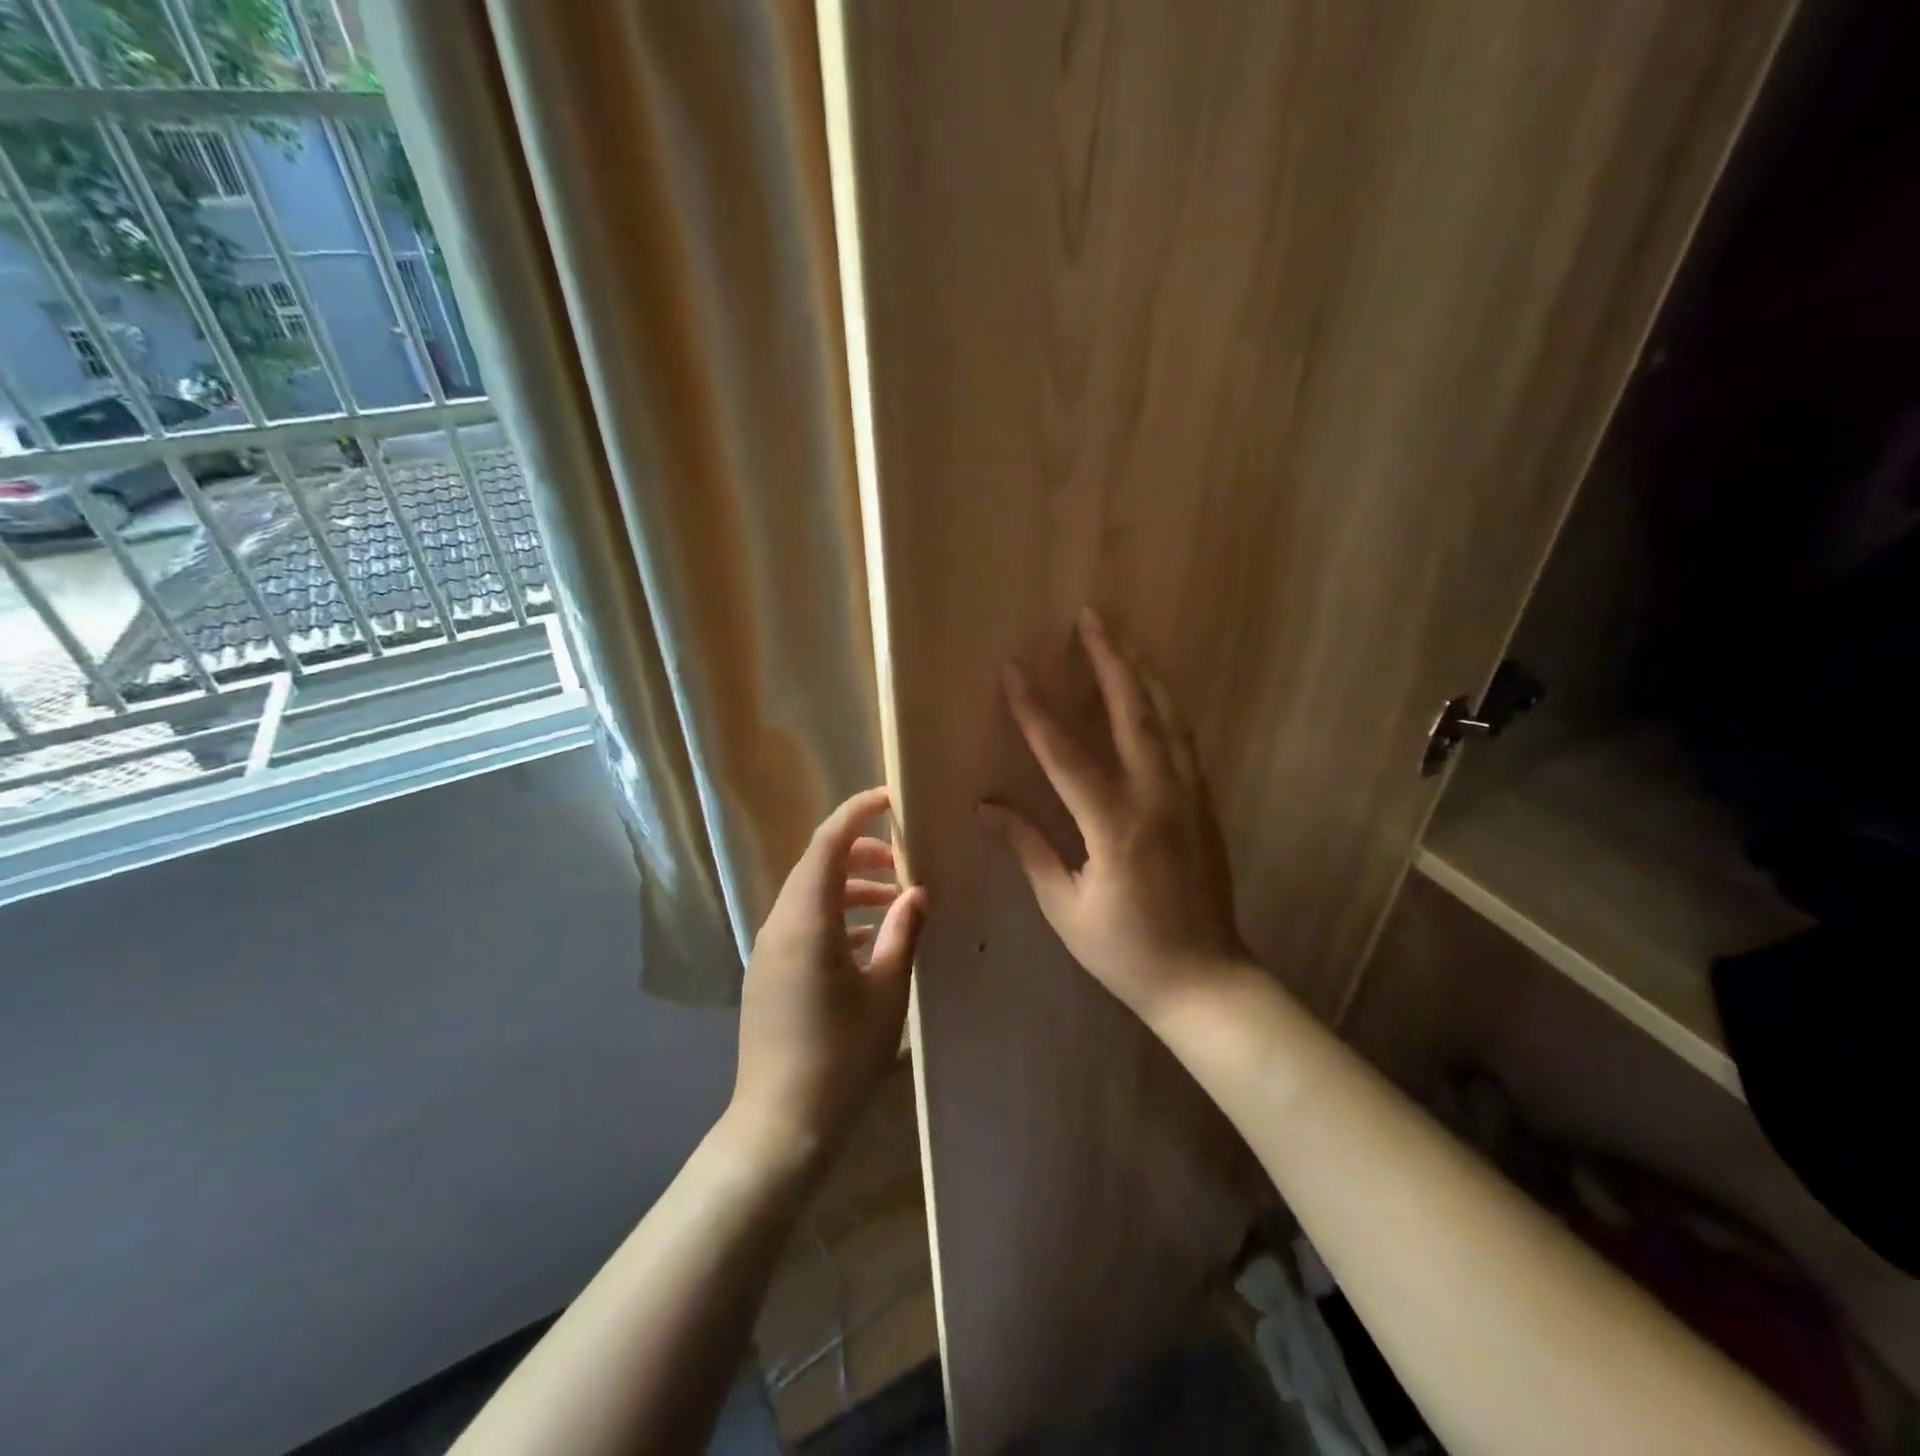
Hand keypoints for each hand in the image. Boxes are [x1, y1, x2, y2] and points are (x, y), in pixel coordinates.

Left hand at [727, 787, 926, 1168]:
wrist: (781, 1125)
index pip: (827, 843)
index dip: (857, 813)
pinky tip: (869, 940)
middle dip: (861, 852)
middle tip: (904, 862)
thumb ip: (902, 932)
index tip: (890, 799)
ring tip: (896, 903)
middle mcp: (779, 925)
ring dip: (851, 888)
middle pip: (817, 864)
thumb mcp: (887, 992)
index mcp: (807, 921)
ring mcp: (768, 949)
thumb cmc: (842, 1057)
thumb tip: (917, 892)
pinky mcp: (768, 972)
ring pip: (810, 895)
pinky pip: (802, 924)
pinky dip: (835, 916)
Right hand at [980, 609, 1251, 1022]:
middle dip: (1109, 660)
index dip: (1036, 709)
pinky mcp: (1204, 805)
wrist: (1206, 980)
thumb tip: (987, 806)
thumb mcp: (1066, 906)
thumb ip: (1030, 848)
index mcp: (1116, 826)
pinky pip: (1183, 741)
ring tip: (1121, 639)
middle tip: (1091, 617)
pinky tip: (1151, 693)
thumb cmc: (1126, 951)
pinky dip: (1164, 707)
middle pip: (1133, 713)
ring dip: (1141, 674)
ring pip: (1167, 719)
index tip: (1014, 670)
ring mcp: (1189, 797)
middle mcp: (1158, 798)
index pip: (1066, 753)